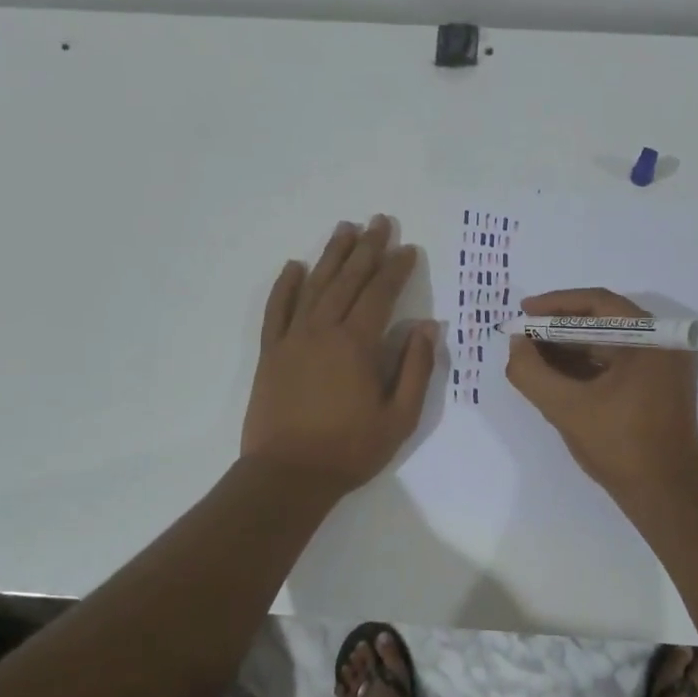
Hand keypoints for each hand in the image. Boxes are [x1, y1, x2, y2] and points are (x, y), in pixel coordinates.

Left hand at [241, 215, 436, 494]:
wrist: (287, 475)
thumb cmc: (350, 450)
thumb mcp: (400, 417)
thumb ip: (415, 369)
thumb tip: (427, 326)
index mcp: (356, 344)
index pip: (380, 294)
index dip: (395, 268)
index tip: (408, 248)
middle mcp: (323, 330)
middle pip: (347, 280)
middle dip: (367, 248)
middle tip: (380, 221)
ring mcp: (292, 339)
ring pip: (314, 286)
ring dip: (331, 255)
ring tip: (345, 228)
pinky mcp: (271, 353)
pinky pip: (277, 309)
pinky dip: (286, 285)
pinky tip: (295, 265)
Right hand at [505, 288, 697, 502]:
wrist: (665, 495)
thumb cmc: (620, 446)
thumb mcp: (566, 408)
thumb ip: (532, 372)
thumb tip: (516, 343)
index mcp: (653, 338)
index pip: (598, 303)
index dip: (555, 305)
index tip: (523, 312)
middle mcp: (665, 343)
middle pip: (604, 320)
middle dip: (559, 328)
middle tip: (524, 335)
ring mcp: (665, 366)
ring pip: (609, 343)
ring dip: (570, 347)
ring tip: (533, 355)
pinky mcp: (660, 386)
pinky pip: (618, 362)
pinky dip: (587, 365)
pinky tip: (556, 374)